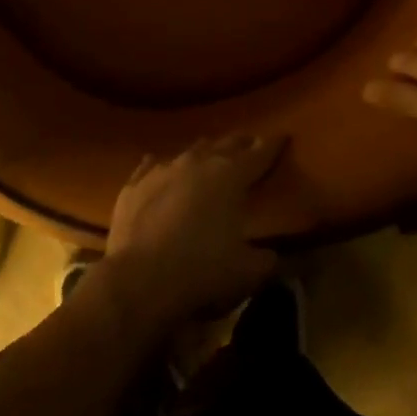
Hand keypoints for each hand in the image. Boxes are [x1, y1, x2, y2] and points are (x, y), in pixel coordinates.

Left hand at [97, 133, 282, 332]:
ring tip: (209, 154)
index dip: (273, 145)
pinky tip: (158, 165)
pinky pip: (151, 167)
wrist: (139, 280)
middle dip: (240, 144)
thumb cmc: (202, 271)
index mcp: (230, 176)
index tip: (282, 136)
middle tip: (249, 143)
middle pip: (225, 145)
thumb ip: (267, 259)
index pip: (259, 154)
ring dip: (203, 152)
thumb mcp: (248, 272)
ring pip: (189, 151)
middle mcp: (198, 163)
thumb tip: (274, 255)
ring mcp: (162, 170)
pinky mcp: (133, 185)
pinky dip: (161, 167)